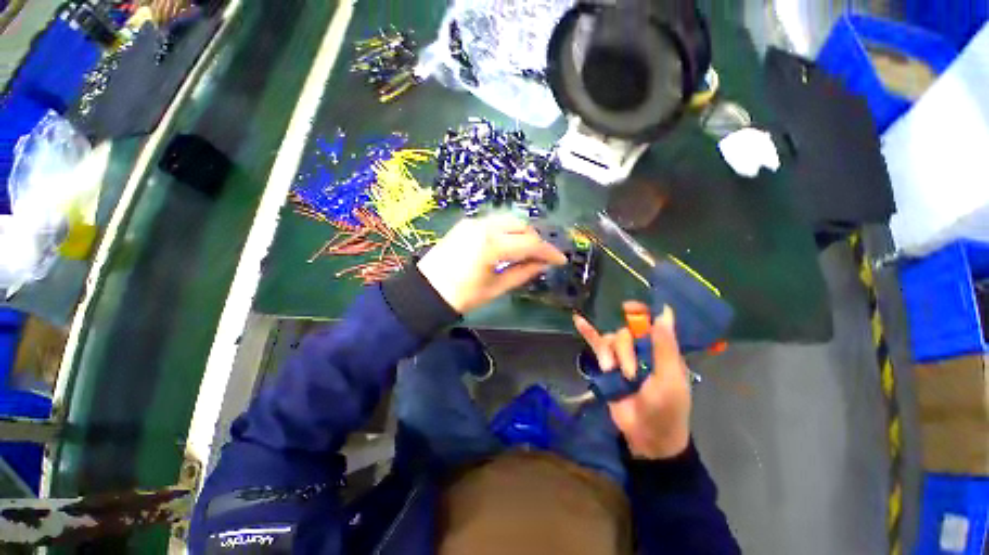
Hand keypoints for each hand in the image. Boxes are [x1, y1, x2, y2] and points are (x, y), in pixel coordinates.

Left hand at [418, 215, 566, 313]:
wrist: (426, 290)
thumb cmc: (462, 295)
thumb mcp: (496, 287)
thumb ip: (522, 273)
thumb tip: (543, 264)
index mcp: (492, 245)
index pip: (530, 243)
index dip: (549, 251)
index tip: (561, 260)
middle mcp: (484, 226)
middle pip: (522, 225)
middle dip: (536, 240)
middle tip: (543, 256)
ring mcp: (474, 221)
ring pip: (509, 220)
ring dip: (523, 233)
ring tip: (528, 250)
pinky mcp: (466, 223)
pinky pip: (495, 221)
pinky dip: (507, 230)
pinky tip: (509, 244)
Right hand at [574, 302, 691, 459]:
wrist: (646, 436)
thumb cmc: (667, 408)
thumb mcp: (669, 379)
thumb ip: (665, 346)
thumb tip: (664, 311)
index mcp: (661, 349)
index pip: (651, 321)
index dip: (640, 311)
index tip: (628, 307)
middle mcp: (641, 348)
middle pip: (626, 332)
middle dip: (624, 351)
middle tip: (629, 373)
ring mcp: (622, 356)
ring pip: (610, 340)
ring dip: (610, 354)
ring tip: (611, 372)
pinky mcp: (606, 364)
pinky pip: (595, 344)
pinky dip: (587, 332)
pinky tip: (577, 319)